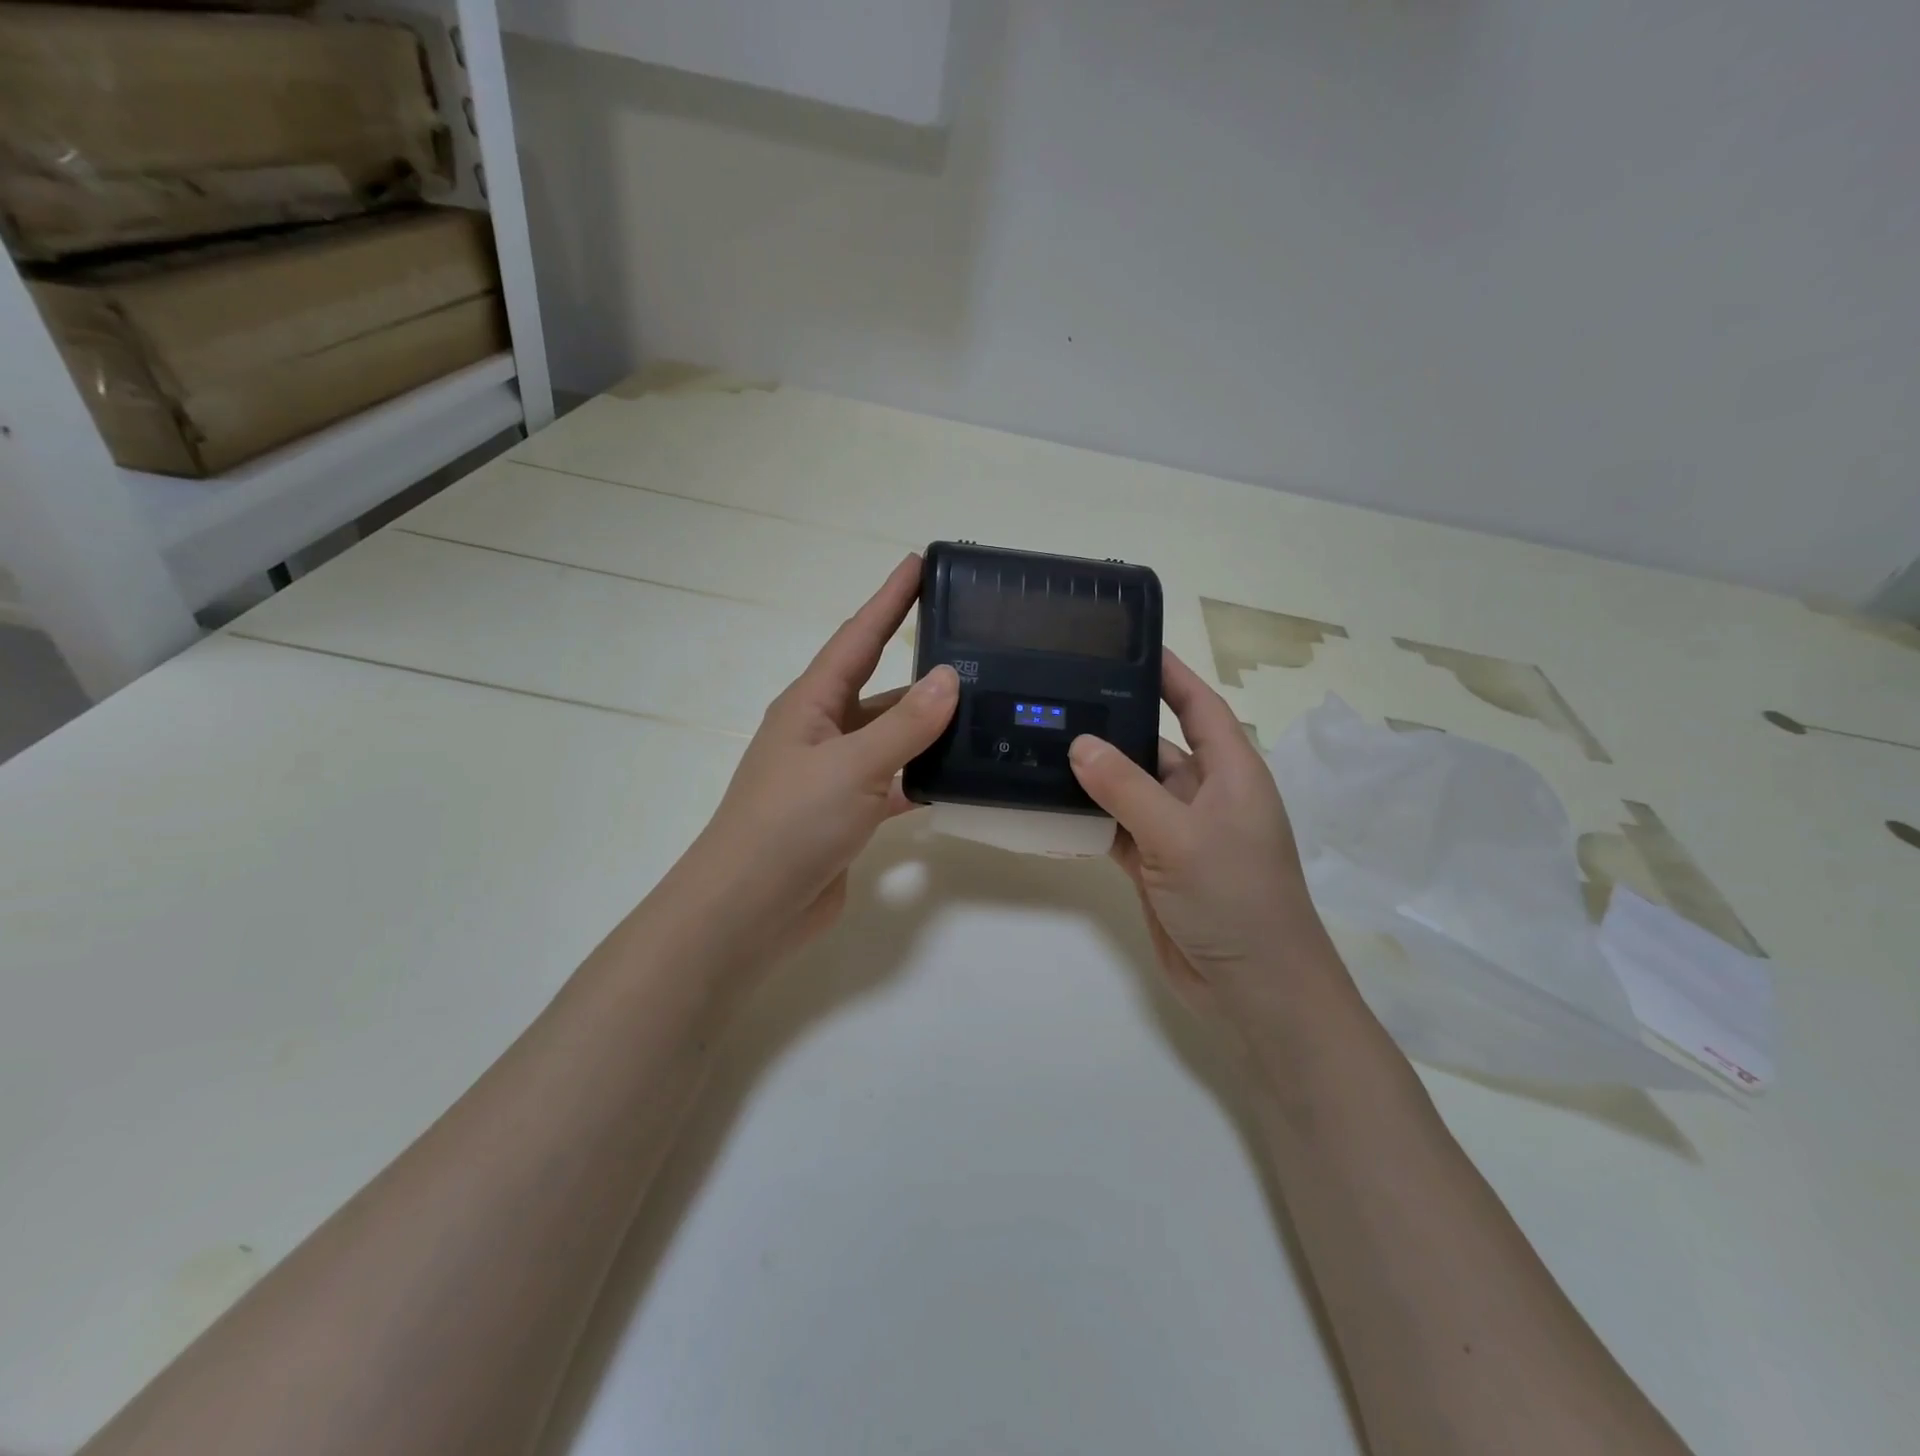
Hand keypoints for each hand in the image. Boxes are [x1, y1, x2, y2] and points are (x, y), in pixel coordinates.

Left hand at [671, 556, 957, 965]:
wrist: (750, 910)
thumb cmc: (790, 824)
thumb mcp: (851, 766)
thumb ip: (905, 725)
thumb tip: (950, 677)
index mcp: (811, 704)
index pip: (859, 637)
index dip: (890, 599)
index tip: (920, 563)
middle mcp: (821, 731)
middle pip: (880, 687)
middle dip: (922, 666)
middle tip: (976, 646)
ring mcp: (834, 775)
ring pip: (891, 737)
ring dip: (929, 726)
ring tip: (984, 709)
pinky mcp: (848, 814)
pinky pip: (894, 782)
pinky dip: (923, 776)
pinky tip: (959, 774)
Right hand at [1067, 650, 1345, 1028]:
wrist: (1254, 990)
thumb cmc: (1235, 898)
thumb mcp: (1180, 835)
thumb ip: (1126, 788)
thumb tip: (1079, 744)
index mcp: (1232, 773)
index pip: (1198, 706)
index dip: (1169, 674)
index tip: (1126, 646)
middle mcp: (1206, 795)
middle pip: (1155, 745)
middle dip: (1113, 726)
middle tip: (1056, 698)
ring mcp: (1179, 832)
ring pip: (1130, 789)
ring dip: (1095, 775)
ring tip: (1040, 744)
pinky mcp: (1157, 866)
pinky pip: (1118, 828)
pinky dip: (1091, 817)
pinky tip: (1051, 802)